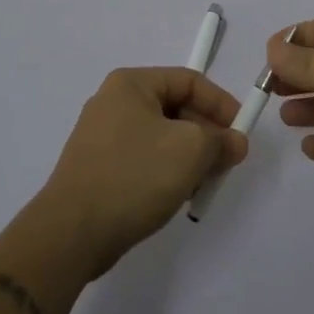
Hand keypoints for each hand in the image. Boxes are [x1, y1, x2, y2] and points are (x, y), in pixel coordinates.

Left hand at [36, 67, 246, 276]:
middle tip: (226, 163)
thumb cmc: (134, 176)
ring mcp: (101, 136)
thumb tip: (235, 142)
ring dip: (188, 156)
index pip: (189, 81)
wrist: (71, 233)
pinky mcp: (97, 167)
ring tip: (203, 184)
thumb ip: (220, 141)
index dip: (220, 104)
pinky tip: (176, 196)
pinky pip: (143, 159)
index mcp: (131, 84)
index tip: (241, 134)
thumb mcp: (190, 151)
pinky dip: (165, 171)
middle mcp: (113, 102)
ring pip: (160, 136)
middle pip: (175, 108)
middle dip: (205, 134)